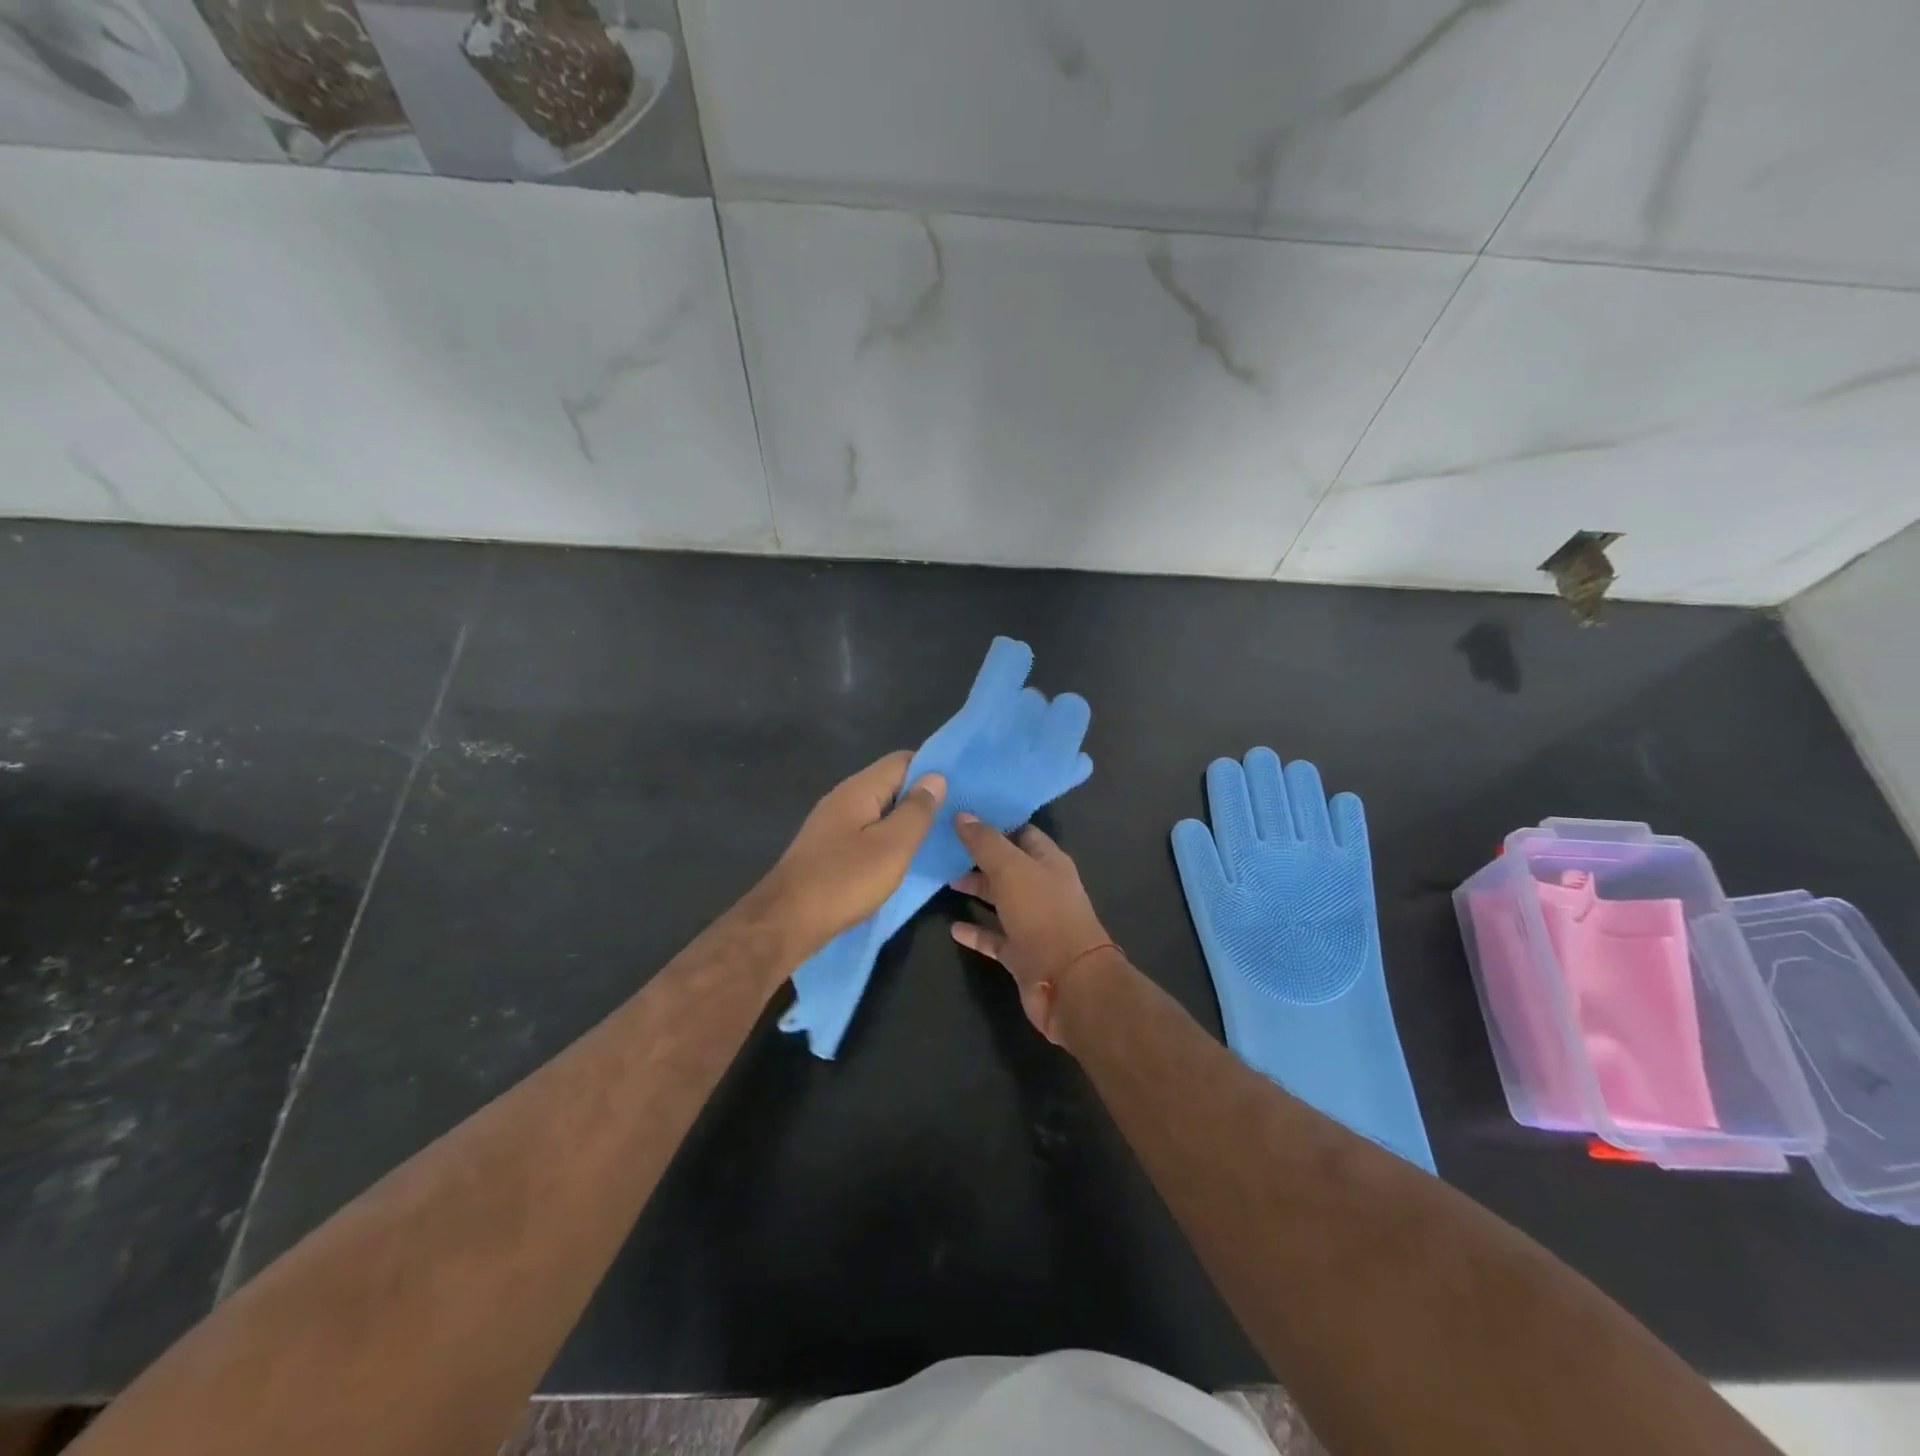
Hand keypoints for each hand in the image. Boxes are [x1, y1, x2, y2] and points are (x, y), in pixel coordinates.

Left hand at [762, 752, 945, 956]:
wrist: (786, 921)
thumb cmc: (844, 880)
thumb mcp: (893, 846)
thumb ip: (916, 810)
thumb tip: (935, 777)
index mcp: (859, 789)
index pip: (902, 760)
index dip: (932, 769)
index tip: (961, 787)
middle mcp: (843, 798)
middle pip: (890, 784)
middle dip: (921, 796)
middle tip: (955, 815)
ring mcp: (832, 824)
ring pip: (879, 811)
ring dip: (905, 821)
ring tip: (936, 837)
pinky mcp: (828, 849)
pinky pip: (866, 832)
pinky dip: (887, 839)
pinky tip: (902, 858)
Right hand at [950, 814, 1116, 1041]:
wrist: (1068, 983)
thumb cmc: (1043, 915)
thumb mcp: (1011, 869)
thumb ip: (985, 842)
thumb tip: (962, 814)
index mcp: (1049, 862)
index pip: (1022, 832)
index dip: (995, 822)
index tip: (963, 814)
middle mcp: (1043, 888)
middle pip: (1008, 866)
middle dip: (979, 856)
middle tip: (944, 846)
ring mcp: (1033, 923)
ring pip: (1000, 900)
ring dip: (976, 890)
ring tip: (944, 881)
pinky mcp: (1022, 953)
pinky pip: (994, 937)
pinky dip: (975, 931)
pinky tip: (953, 928)